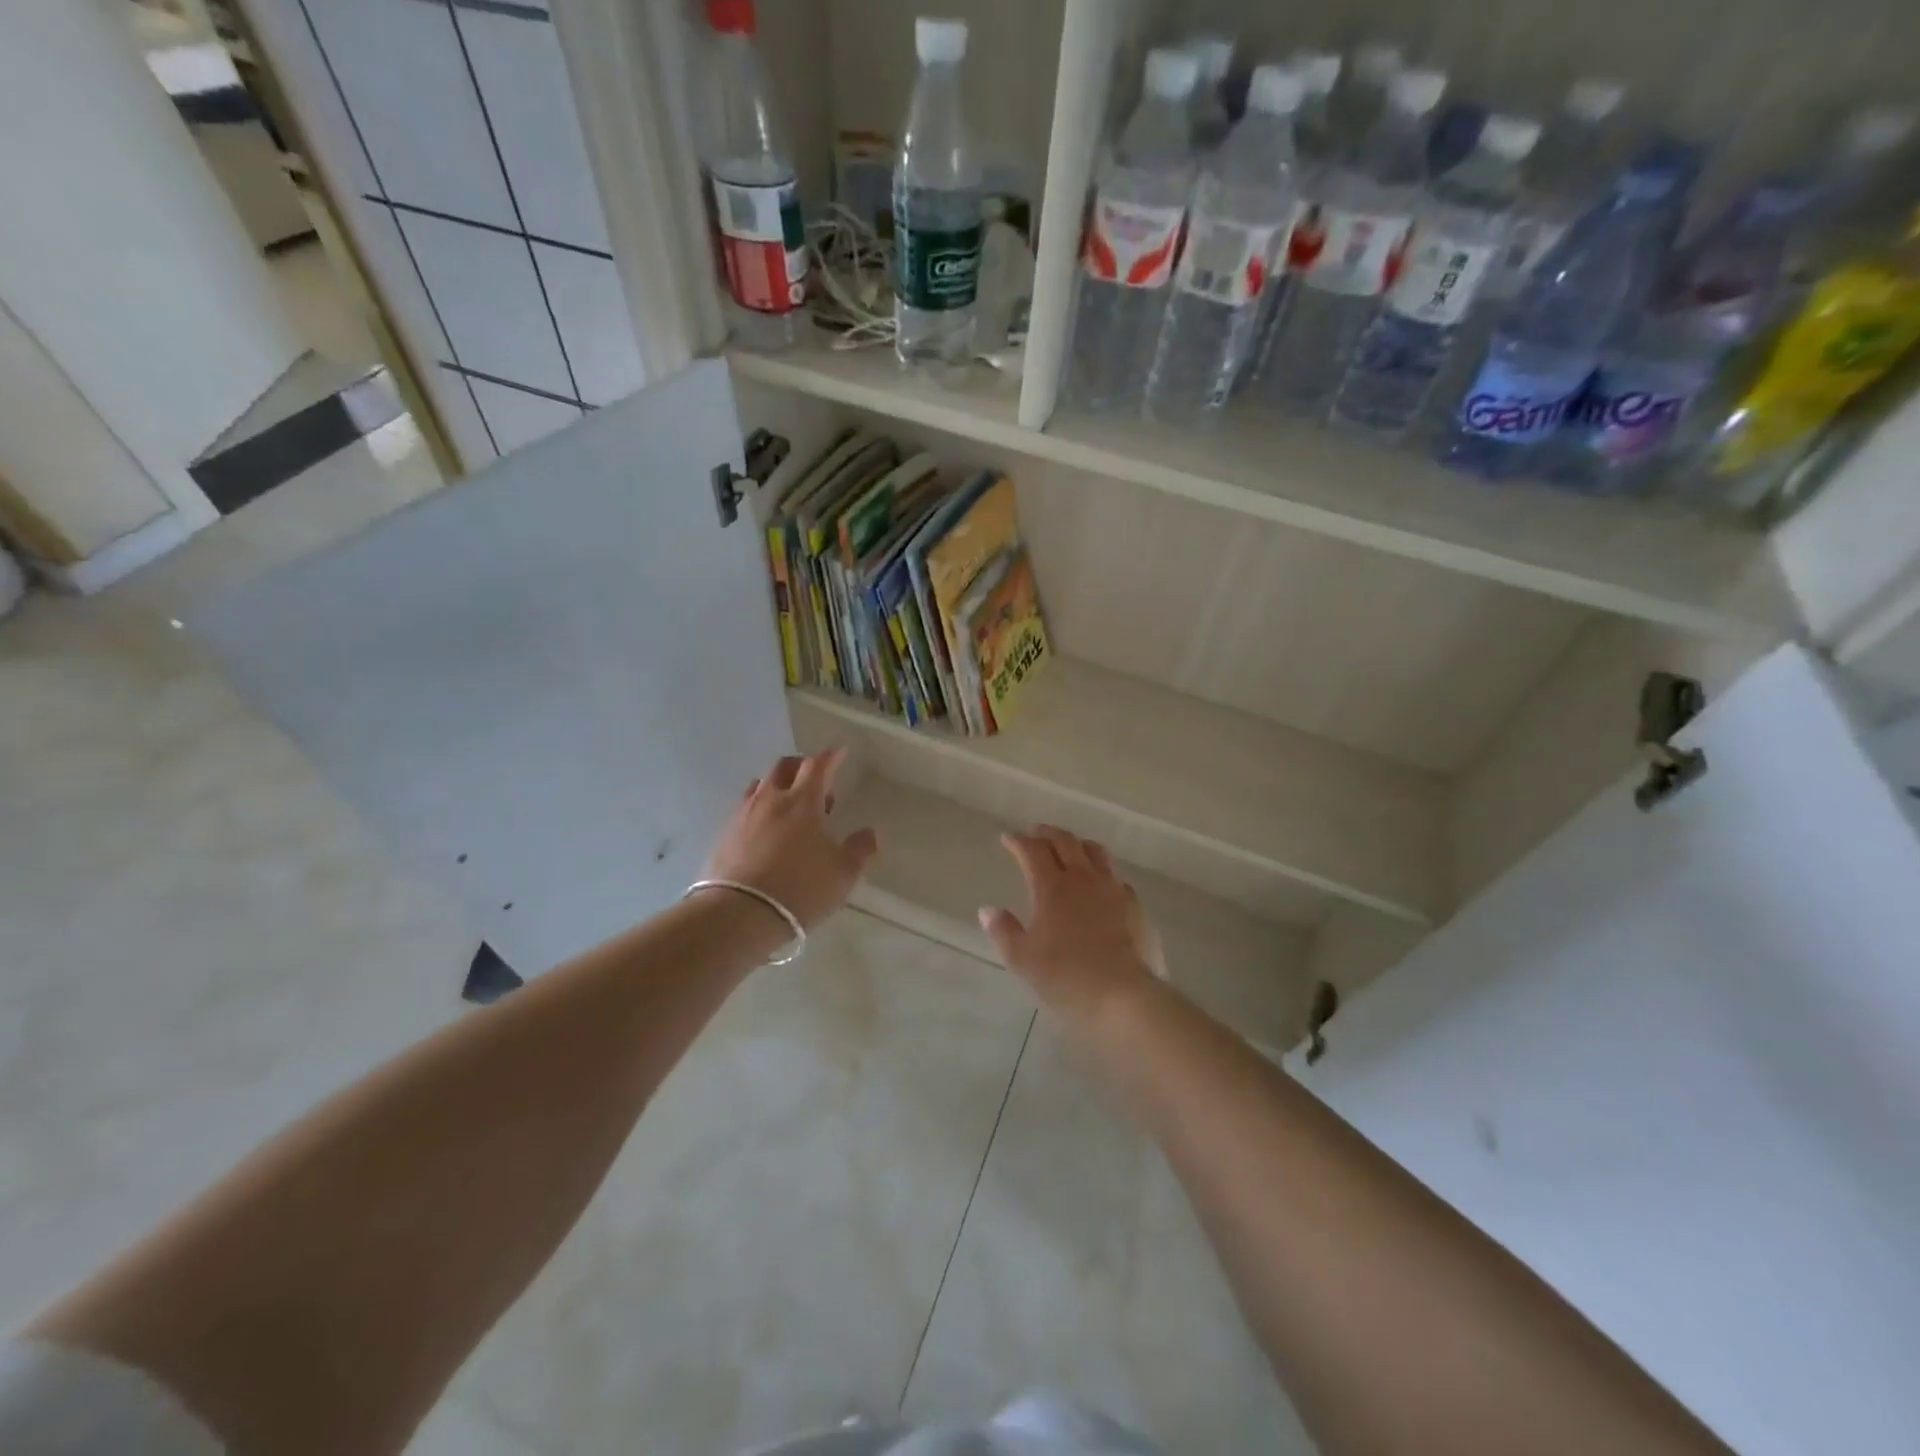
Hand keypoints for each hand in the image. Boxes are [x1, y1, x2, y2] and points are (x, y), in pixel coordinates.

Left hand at [701, 748, 878, 930]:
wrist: (738, 914)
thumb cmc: (800, 888)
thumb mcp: (843, 874)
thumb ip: (860, 849)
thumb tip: (869, 833)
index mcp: (803, 801)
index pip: (818, 765)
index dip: (831, 756)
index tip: (840, 751)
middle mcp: (771, 799)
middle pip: (784, 766)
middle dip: (802, 766)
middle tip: (816, 781)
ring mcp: (743, 815)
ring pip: (761, 785)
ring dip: (778, 785)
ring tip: (790, 804)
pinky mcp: (725, 834)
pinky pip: (745, 808)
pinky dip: (760, 808)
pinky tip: (767, 829)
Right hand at [978, 825, 1165, 1024]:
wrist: (1124, 997)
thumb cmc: (1066, 978)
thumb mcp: (1022, 960)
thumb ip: (1003, 931)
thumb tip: (988, 910)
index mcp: (1052, 887)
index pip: (1033, 851)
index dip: (1018, 841)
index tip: (1008, 838)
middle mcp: (1084, 879)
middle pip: (1066, 842)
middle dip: (1047, 833)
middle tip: (1035, 832)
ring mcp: (1113, 890)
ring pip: (1096, 852)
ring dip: (1078, 844)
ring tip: (1070, 848)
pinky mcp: (1135, 906)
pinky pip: (1116, 878)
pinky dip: (1102, 872)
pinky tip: (1100, 884)